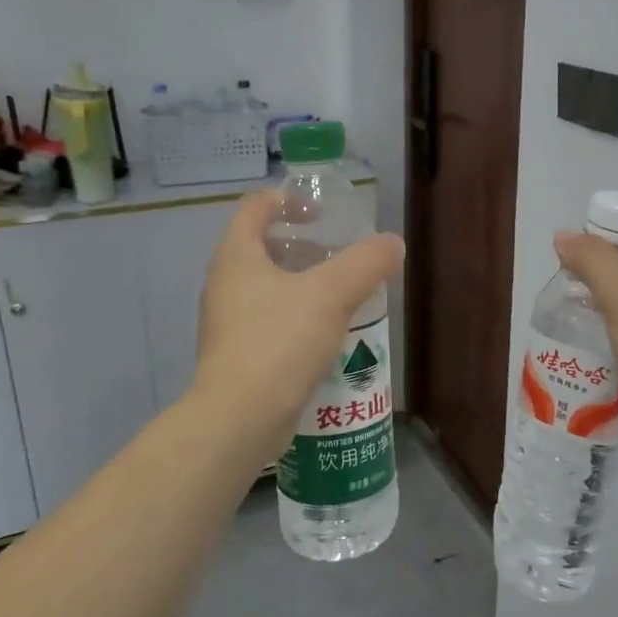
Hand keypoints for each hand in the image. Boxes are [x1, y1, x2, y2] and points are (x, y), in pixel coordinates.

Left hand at [193, 189, 404, 467]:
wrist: (240, 418)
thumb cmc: (280, 341)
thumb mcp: (331, 294)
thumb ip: (365, 263)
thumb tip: (392, 243)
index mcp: (237, 256)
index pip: (255, 207)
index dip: (288, 199)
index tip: (321, 210)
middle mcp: (225, 283)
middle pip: (260, 246)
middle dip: (300, 244)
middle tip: (336, 251)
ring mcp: (227, 322)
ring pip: (265, 286)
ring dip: (300, 281)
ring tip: (339, 292)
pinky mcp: (238, 355)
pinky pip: (269, 320)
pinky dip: (296, 315)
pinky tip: (327, 333)